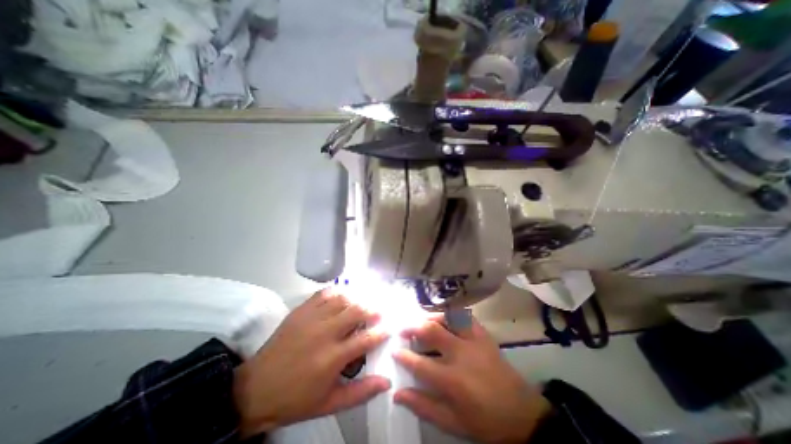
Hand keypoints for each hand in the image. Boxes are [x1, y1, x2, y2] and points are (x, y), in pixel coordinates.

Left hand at [233, 287, 389, 437]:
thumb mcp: (330, 403)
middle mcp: (325, 333)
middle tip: (378, 313)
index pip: (366, 339)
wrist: (256, 389)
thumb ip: (361, 392)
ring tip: (363, 304)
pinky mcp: (301, 311)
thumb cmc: (296, 399)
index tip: (388, 328)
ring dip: (357, 300)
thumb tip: (387, 381)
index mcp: (333, 358)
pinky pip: (324, 293)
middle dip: (372, 310)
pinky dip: (337, 292)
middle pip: (357, 311)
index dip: (381, 332)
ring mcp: (312, 318)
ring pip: (343, 299)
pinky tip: (343, 296)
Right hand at [394, 318, 551, 441]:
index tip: (394, 350)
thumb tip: (398, 394)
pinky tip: (445, 318)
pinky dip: (451, 314)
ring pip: (447, 318)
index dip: (403, 355)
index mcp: (453, 380)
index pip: (420, 363)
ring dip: (431, 317)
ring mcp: (474, 341)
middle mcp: (462, 354)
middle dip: (412, 327)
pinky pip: (465, 316)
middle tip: (403, 329)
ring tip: (421, 321)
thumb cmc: (485, 421)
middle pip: (431, 331)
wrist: (522, 414)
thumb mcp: (453, 422)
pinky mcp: (484, 335)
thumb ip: (423, 406)